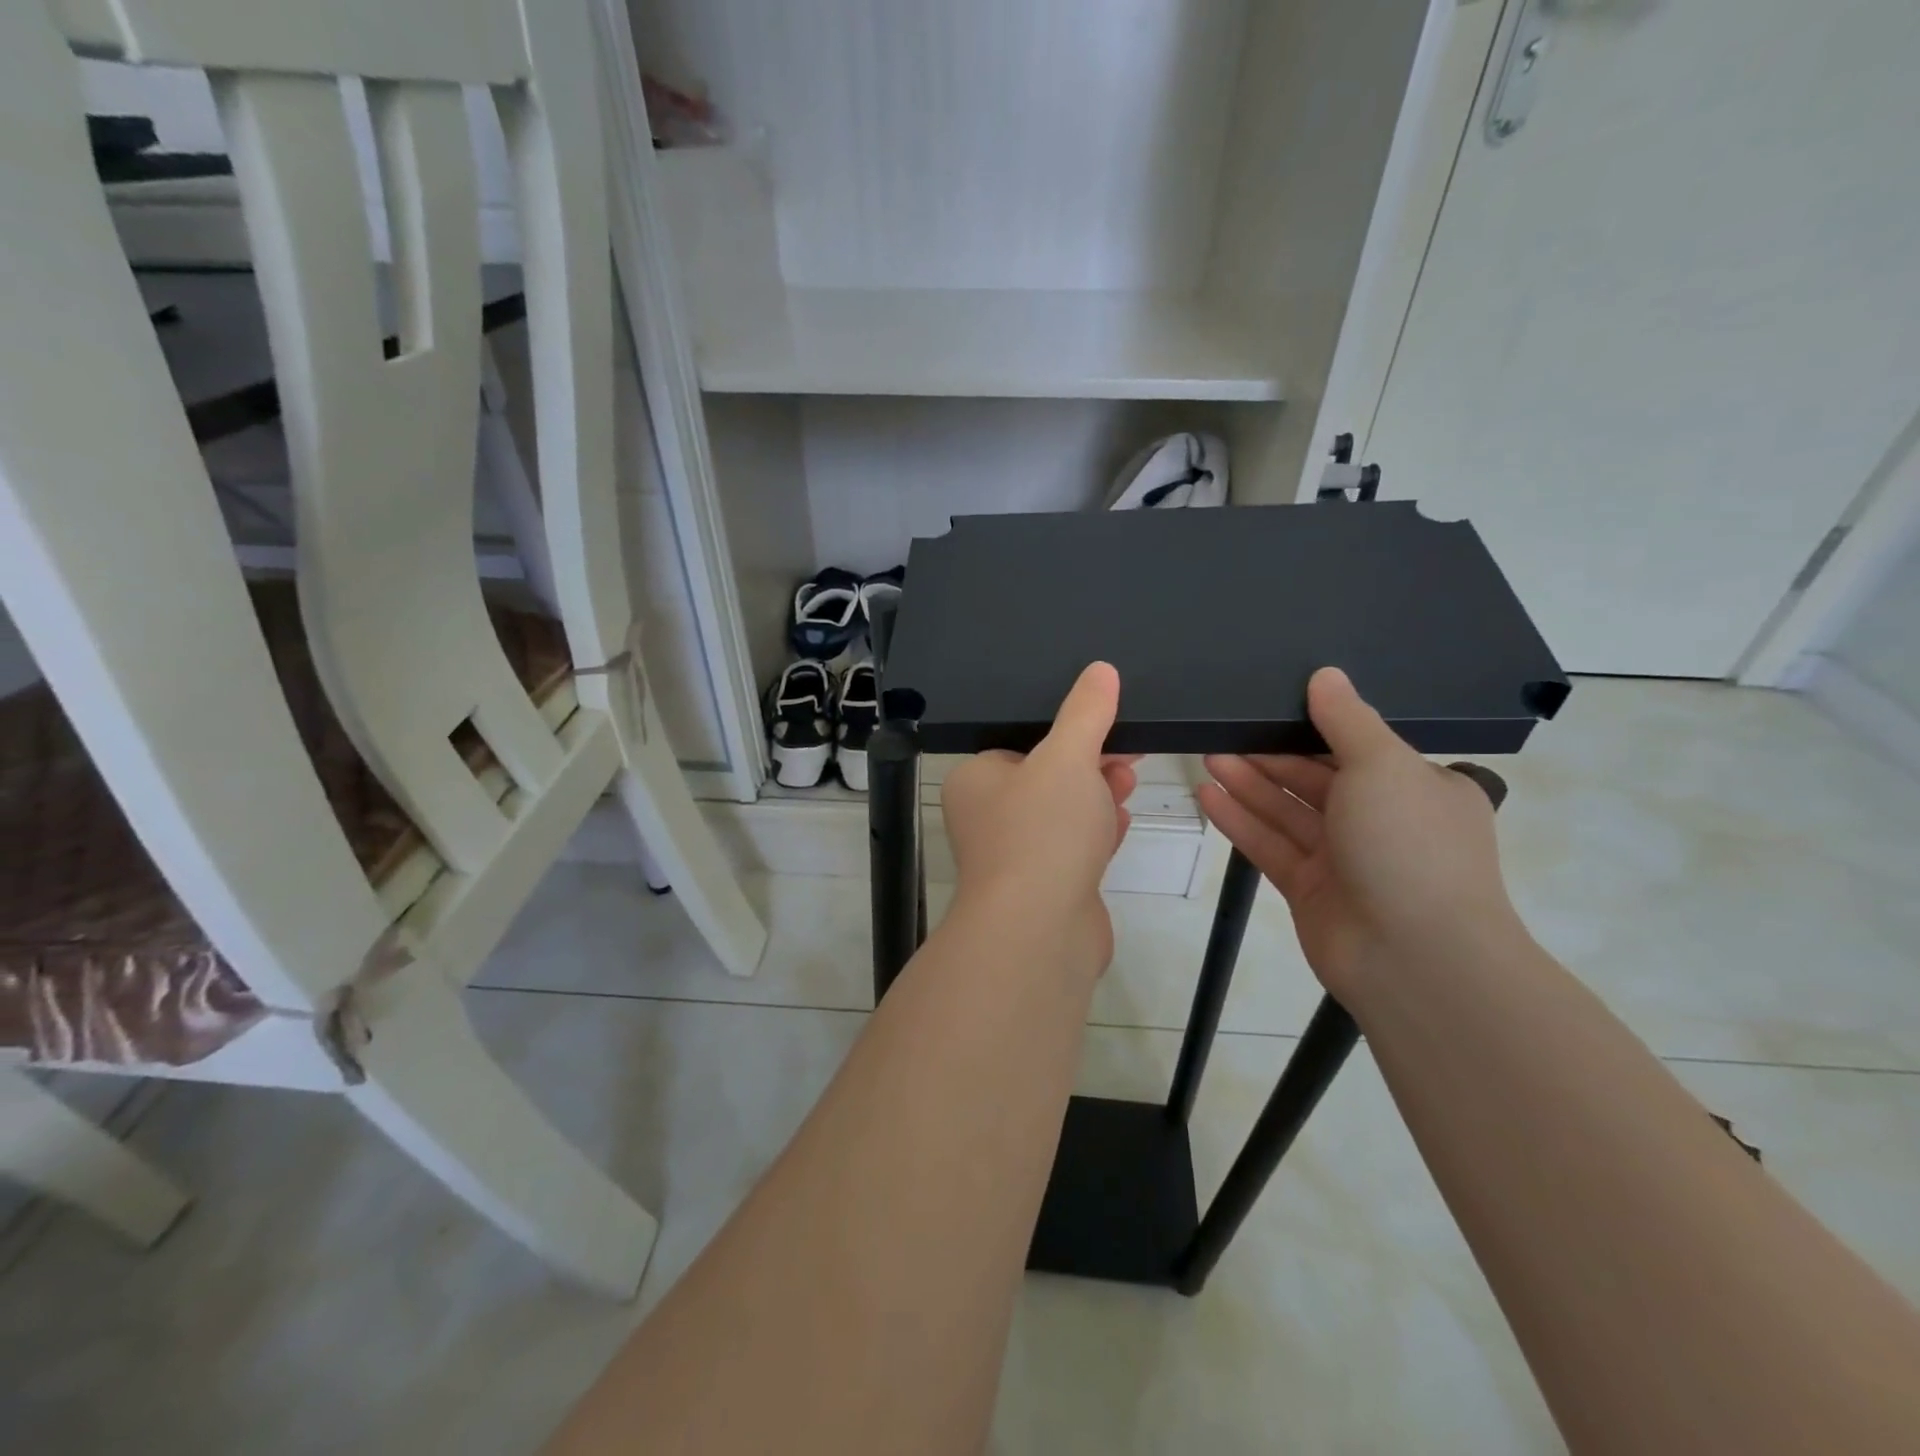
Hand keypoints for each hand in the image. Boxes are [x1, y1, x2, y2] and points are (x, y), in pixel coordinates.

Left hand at [941, 662, 1137, 983]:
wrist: (1039, 932)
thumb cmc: (1041, 831)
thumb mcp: (1067, 758)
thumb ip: (1085, 712)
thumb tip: (1101, 670)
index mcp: (976, 781)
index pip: (1021, 743)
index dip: (1066, 733)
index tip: (1107, 725)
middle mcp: (987, 818)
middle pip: (1046, 779)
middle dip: (1089, 765)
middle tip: (1127, 755)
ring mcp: (1015, 858)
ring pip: (1062, 815)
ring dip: (1095, 798)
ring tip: (1127, 783)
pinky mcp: (1044, 889)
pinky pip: (1072, 851)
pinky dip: (1095, 835)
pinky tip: (1119, 826)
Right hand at [1197, 667, 1522, 1002]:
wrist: (1415, 959)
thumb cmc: (1409, 846)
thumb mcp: (1384, 766)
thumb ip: (1348, 720)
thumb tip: (1326, 675)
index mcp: (1418, 788)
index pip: (1360, 747)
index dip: (1315, 724)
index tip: (1272, 702)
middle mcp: (1382, 821)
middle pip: (1316, 777)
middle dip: (1271, 753)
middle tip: (1224, 728)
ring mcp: (1344, 859)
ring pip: (1288, 810)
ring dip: (1250, 783)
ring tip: (1207, 754)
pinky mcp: (1309, 888)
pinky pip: (1270, 845)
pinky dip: (1241, 821)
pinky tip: (1208, 796)